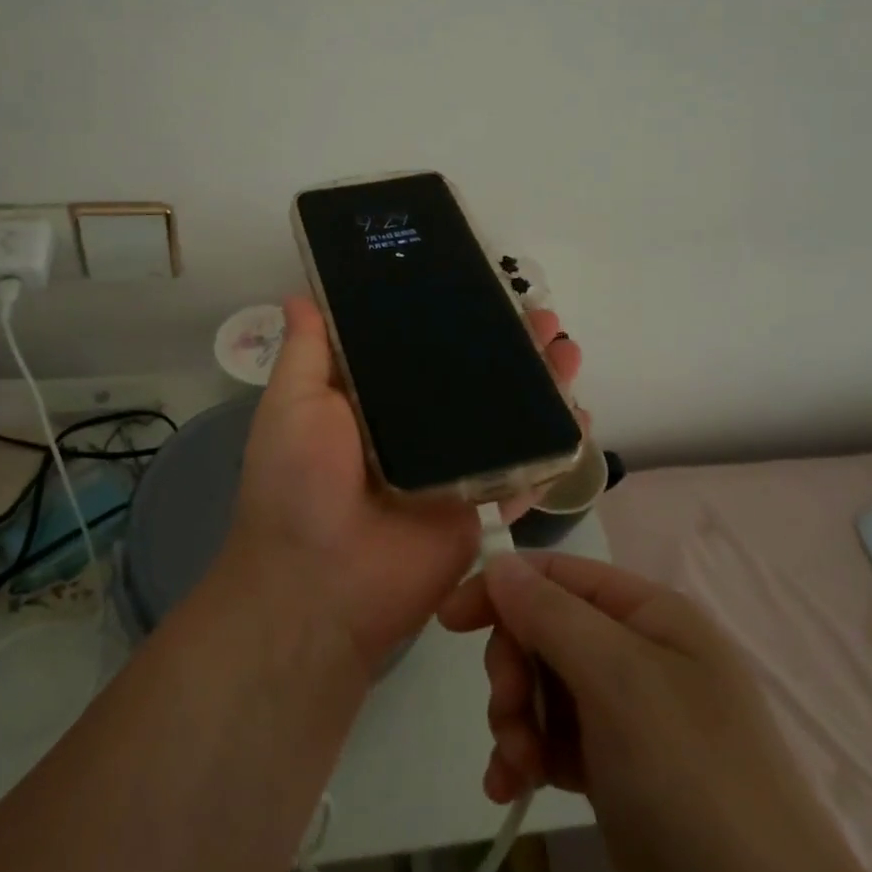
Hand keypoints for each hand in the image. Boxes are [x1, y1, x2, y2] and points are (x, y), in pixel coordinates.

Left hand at [225, 295, 582, 679]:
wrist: (321, 585)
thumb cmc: (299, 483)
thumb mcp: (292, 404)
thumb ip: (306, 352)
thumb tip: (302, 295)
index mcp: (373, 400)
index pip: (420, 346)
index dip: (453, 317)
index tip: (484, 287)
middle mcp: (416, 427)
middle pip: (473, 378)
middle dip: (511, 346)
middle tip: (543, 318)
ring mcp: (452, 467)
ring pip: (507, 417)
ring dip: (541, 385)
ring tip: (567, 352)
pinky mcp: (479, 507)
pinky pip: (524, 471)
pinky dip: (555, 447)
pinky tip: (579, 418)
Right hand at [439, 552, 871, 871]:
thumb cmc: (692, 778)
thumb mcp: (618, 681)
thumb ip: (551, 615)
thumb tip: (498, 562)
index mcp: (649, 615)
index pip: (558, 575)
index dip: (501, 588)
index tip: (449, 620)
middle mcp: (637, 652)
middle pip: (544, 631)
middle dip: (513, 670)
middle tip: (507, 714)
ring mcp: (628, 712)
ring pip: (542, 686)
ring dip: (515, 719)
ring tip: (515, 765)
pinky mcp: (615, 766)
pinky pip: (553, 737)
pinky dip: (527, 755)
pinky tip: (510, 786)